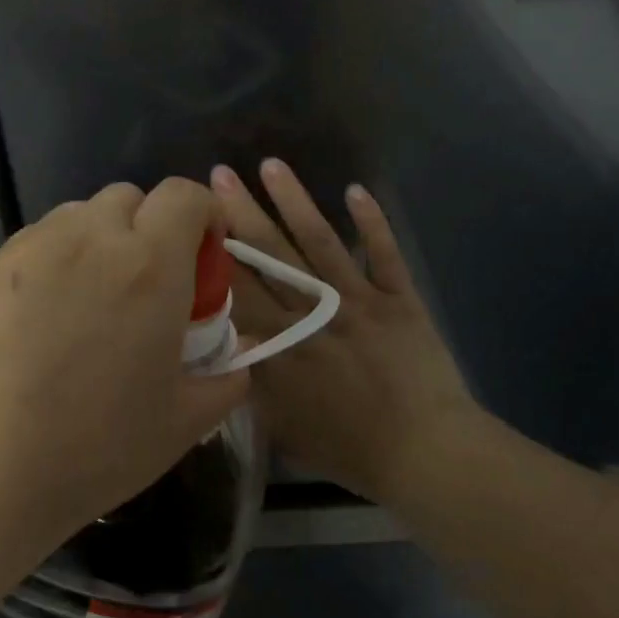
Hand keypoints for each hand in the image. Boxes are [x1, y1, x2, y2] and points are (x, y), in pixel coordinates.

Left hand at [0, 178, 250, 539]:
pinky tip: (45, 316)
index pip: (184, 195)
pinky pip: (39, 241)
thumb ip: (227, 378)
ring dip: (101, 239)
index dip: (202, 214)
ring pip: (81, 215)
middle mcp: (93, 237)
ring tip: (92, 299)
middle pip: (131, 198)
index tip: (204, 255)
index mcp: (151, 264)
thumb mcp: (184, 421)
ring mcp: (35, 246)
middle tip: (147, 285)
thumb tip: (240, 357)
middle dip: (149, 227)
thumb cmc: (98, 444)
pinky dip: (57, 258)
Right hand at [211, 160, 480, 500]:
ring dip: (296, 201)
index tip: (194, 219)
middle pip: (271, 254)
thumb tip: (223, 349)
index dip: (215, 251)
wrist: (423, 453)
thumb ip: (250, 384)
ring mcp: (359, 301)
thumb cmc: (348, 448)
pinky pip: (384, 254)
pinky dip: (372, 222)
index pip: (238, 288)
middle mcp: (313, 312)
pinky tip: (356, 189)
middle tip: (219, 174)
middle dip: (241, 212)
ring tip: (272, 164)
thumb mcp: (281, 427)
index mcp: (281, 344)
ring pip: (320, 242)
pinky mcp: (398, 298)